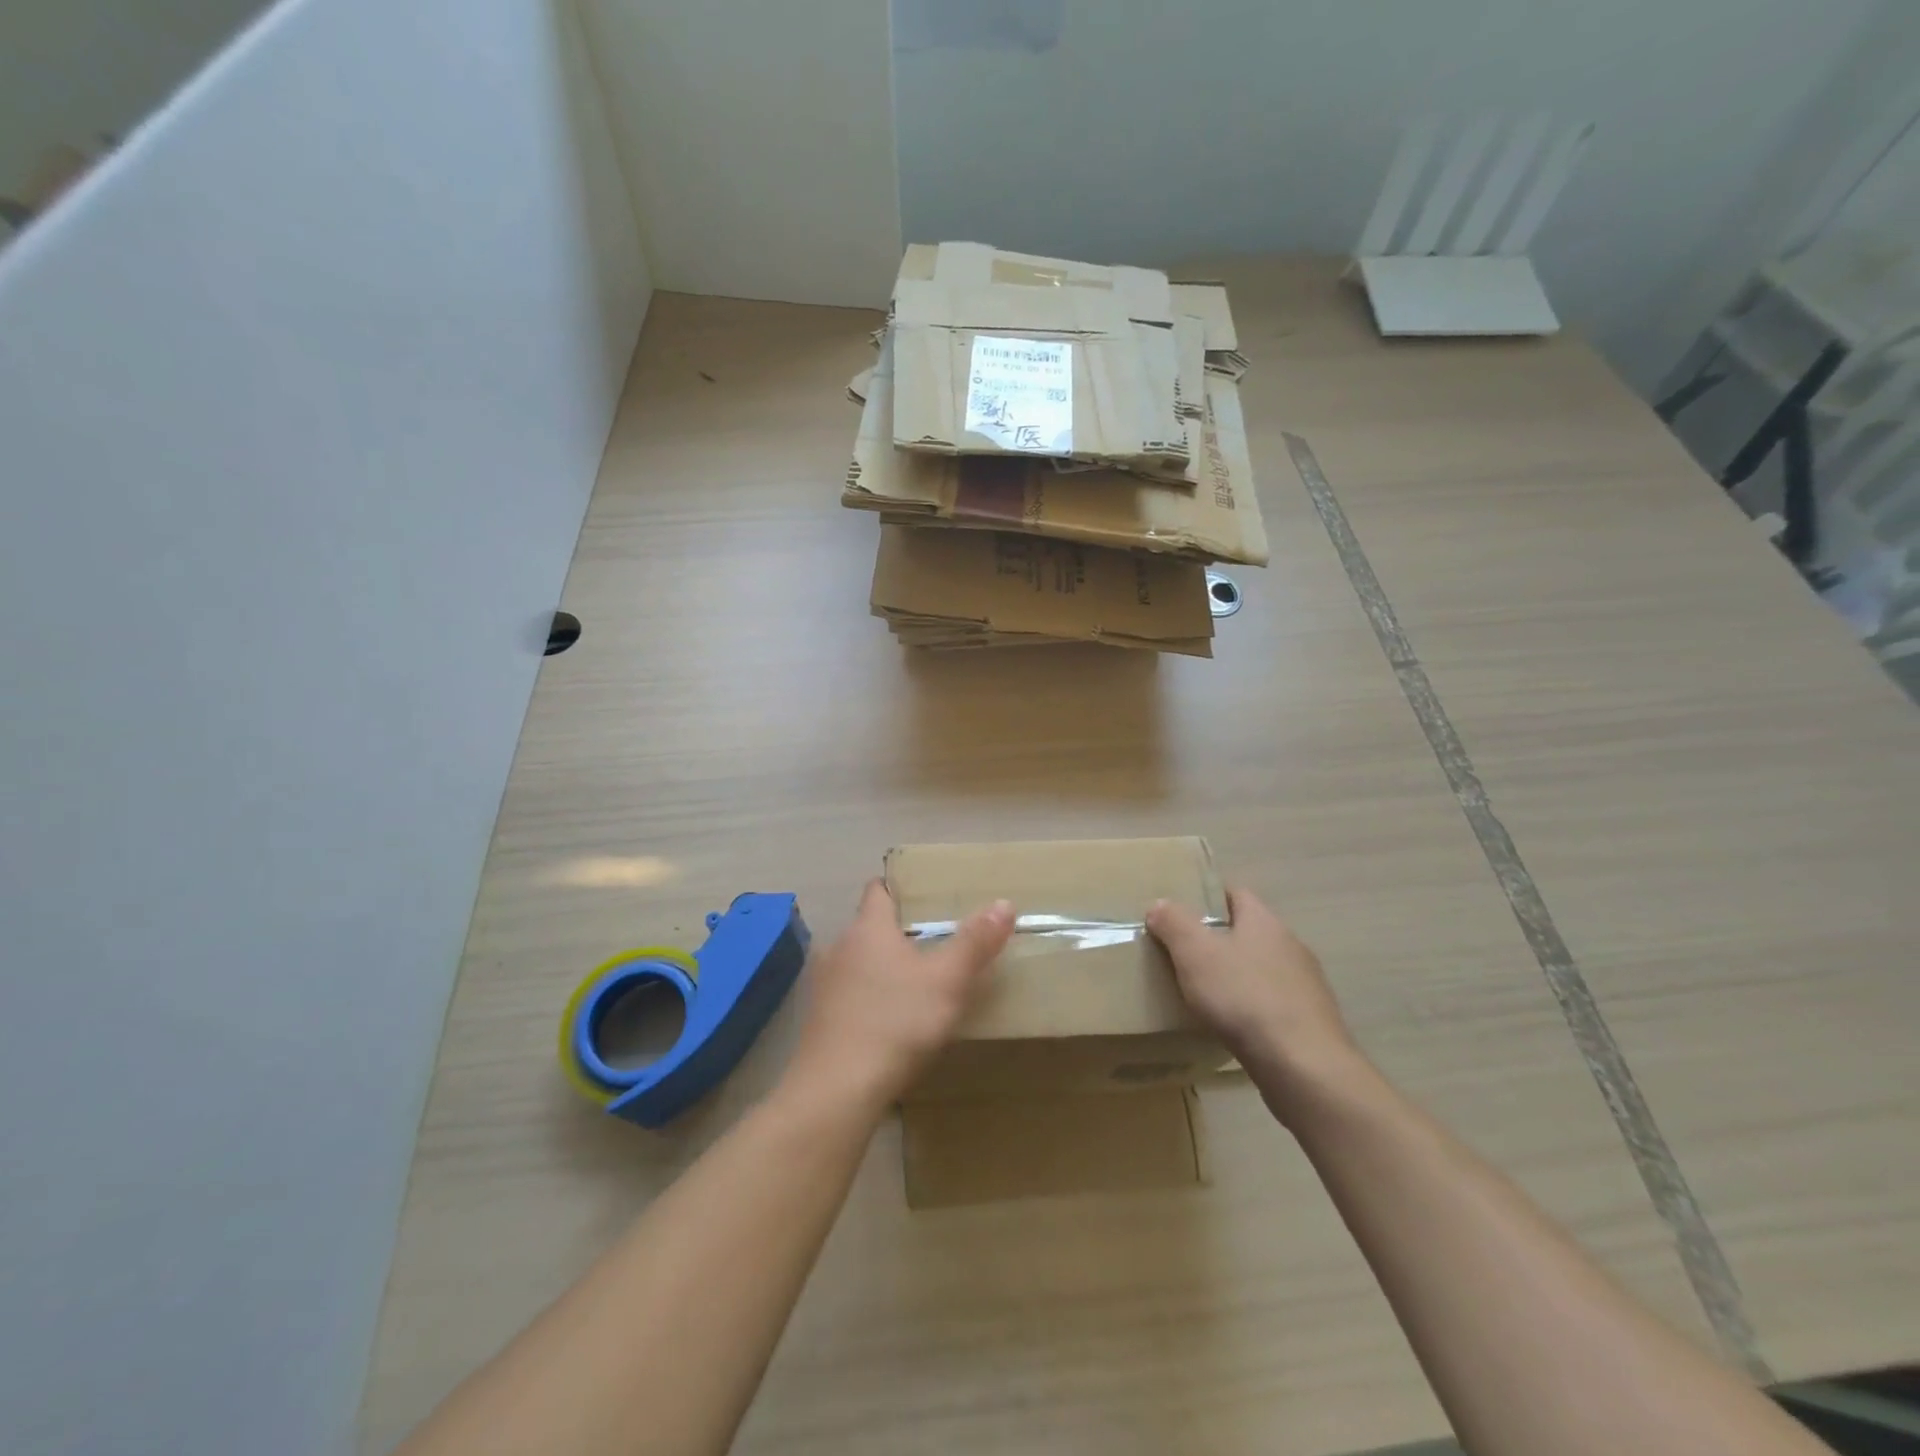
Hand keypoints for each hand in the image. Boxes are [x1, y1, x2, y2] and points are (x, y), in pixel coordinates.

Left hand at [782, 881, 1014, 1116]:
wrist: (836, 1089)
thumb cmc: (896, 1022)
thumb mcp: (947, 981)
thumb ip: (975, 942)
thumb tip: (1004, 903)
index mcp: (868, 928)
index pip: (878, 890)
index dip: (898, 888)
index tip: (923, 896)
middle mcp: (840, 947)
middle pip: (868, 927)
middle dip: (896, 932)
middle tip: (932, 942)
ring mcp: (823, 985)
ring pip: (856, 962)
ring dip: (880, 967)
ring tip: (914, 982)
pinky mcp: (818, 1020)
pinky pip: (848, 995)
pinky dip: (867, 997)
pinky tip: (888, 1021)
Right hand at [1147, 887, 1362, 1107]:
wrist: (1303, 1066)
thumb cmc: (1244, 997)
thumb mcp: (1195, 953)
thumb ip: (1174, 923)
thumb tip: (1160, 904)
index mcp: (1264, 921)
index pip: (1235, 893)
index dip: (1206, 897)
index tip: (1179, 911)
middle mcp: (1289, 945)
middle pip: (1247, 931)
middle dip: (1216, 939)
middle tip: (1182, 954)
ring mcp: (1304, 984)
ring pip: (1260, 968)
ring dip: (1235, 975)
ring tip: (1202, 993)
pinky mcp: (1310, 1020)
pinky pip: (1271, 1001)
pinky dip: (1250, 1006)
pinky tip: (1232, 1025)